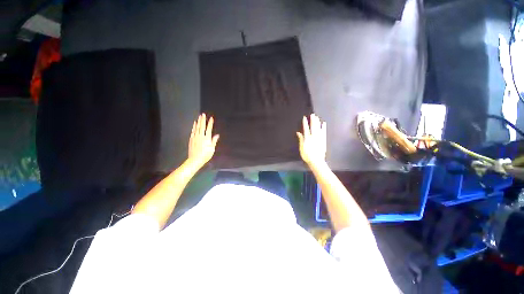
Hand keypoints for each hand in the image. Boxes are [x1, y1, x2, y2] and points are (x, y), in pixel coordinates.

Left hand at [188, 113, 219, 166]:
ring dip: (198, 122)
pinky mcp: (191, 139)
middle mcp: (201, 136)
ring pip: (197, 128)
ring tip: (199, 117)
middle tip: (203, 114)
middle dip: (203, 120)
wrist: (195, 159)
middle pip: (202, 126)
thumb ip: (214, 141)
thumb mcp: (212, 149)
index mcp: (207, 138)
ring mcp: (195, 137)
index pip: (209, 129)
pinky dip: (194, 127)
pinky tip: (194, 124)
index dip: (210, 123)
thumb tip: (217, 135)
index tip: (211, 118)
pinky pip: (193, 131)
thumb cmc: (205, 155)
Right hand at [296, 114, 326, 166]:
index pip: (306, 128)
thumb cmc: (307, 155)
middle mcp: (313, 136)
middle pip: (313, 127)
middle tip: (312, 114)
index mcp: (307, 138)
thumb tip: (298, 132)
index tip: (305, 118)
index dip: (305, 123)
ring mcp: (319, 138)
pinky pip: (324, 132)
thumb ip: (301, 139)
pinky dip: (323, 128)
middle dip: (312, 120)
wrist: (316, 161)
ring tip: (317, 117)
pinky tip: (323, 123)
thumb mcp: (301, 147)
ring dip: (317, 122)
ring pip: (318, 128)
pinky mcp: (323, 140)